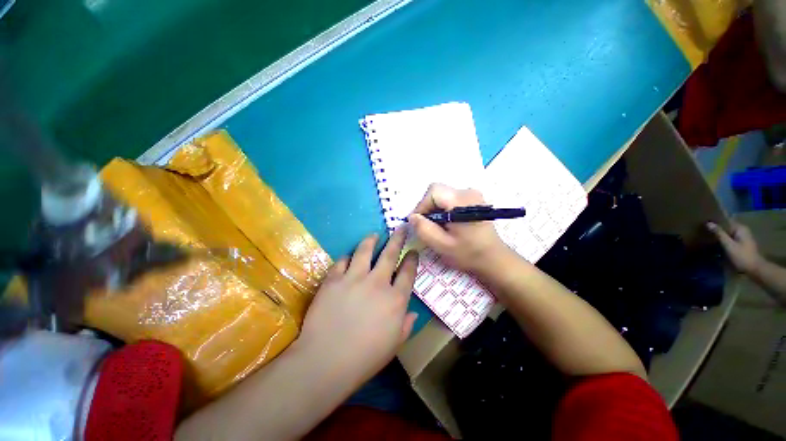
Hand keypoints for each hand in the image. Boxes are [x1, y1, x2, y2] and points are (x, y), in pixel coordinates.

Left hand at [296, 228, 417, 384]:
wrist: (326, 361)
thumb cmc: (365, 357)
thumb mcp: (394, 345)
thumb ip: (406, 325)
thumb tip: (413, 312)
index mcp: (395, 299)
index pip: (408, 272)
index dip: (412, 259)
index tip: (413, 251)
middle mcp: (377, 282)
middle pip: (390, 254)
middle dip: (397, 239)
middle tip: (400, 228)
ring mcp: (354, 278)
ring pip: (365, 250)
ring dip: (371, 240)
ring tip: (374, 235)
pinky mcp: (334, 279)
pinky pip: (342, 261)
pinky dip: (347, 258)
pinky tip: (348, 257)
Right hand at [408, 183, 507, 273]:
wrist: (494, 258)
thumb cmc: (468, 253)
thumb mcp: (442, 245)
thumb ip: (423, 229)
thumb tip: (412, 217)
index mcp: (461, 201)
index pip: (433, 191)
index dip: (421, 206)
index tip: (418, 223)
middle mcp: (468, 192)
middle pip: (437, 191)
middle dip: (427, 207)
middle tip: (426, 225)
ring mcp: (473, 194)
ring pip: (443, 194)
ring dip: (434, 208)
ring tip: (436, 226)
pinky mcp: (473, 199)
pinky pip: (451, 198)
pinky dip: (443, 208)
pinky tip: (446, 223)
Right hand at [707, 221, 761, 273]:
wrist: (755, 269)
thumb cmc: (742, 256)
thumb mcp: (729, 245)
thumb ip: (719, 234)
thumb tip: (708, 223)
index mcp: (740, 228)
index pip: (726, 220)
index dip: (716, 221)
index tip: (705, 221)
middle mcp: (743, 230)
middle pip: (728, 227)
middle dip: (718, 228)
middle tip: (704, 229)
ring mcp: (743, 237)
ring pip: (729, 233)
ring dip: (720, 234)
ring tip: (708, 235)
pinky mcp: (742, 243)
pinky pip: (731, 238)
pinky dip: (724, 239)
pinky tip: (717, 243)